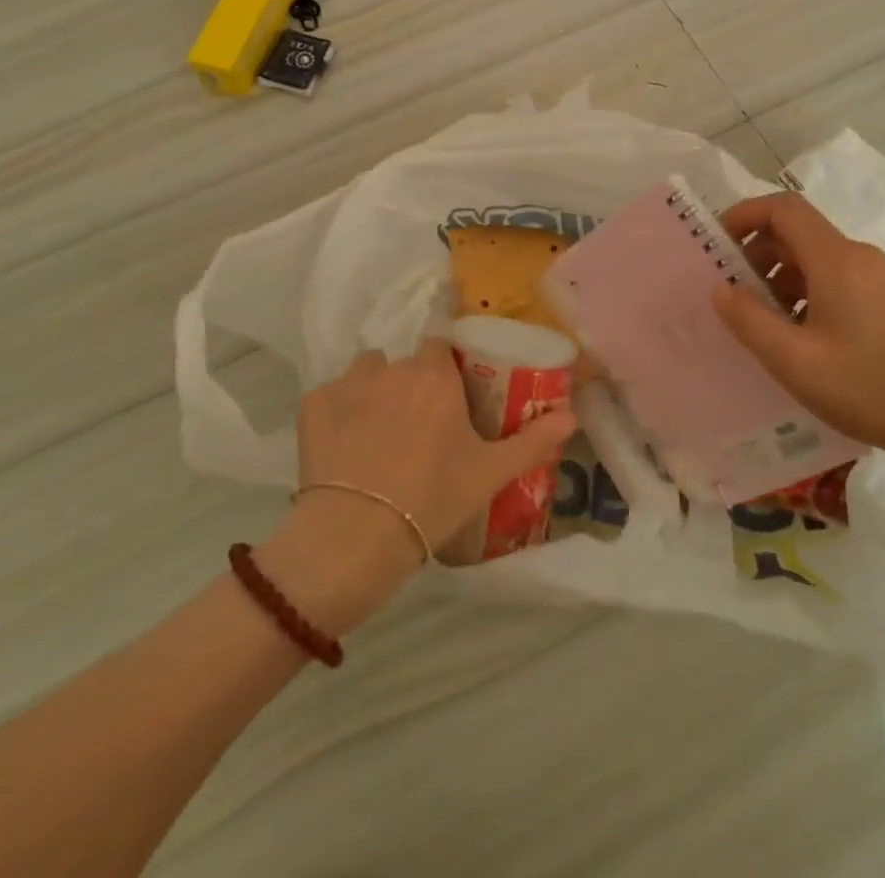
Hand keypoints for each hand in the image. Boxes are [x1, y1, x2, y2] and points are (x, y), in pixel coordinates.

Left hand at [262, 340, 577, 631]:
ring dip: (374, 393)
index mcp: (434, 375)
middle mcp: (391, 366)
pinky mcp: (313, 403)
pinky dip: (339, 415)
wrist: (355, 536)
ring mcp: (347, 382)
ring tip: (377, 437)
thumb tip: (572, 415)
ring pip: (367, 374)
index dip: (444, 373)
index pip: (441, 348)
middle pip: (405, 364)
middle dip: (411, 387)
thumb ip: (533, 440)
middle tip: (416, 431)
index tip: (448, 402)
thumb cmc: (431, 499)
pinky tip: (344, 450)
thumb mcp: (489, 473)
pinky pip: (332, 397)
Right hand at [712, 193, 884, 494]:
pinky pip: (835, 279)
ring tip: (763, 322)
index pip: (783, 209)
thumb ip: (749, 320)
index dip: (745, 215)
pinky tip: (799, 337)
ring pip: (815, 258)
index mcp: (836, 260)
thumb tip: (721, 288)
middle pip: (797, 232)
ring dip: (780, 278)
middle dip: (757, 254)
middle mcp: (859, 256)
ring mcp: (879, 278)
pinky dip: (805, 293)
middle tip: (733, 293)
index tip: (717, 243)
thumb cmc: (870, 387)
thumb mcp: (795, 361)